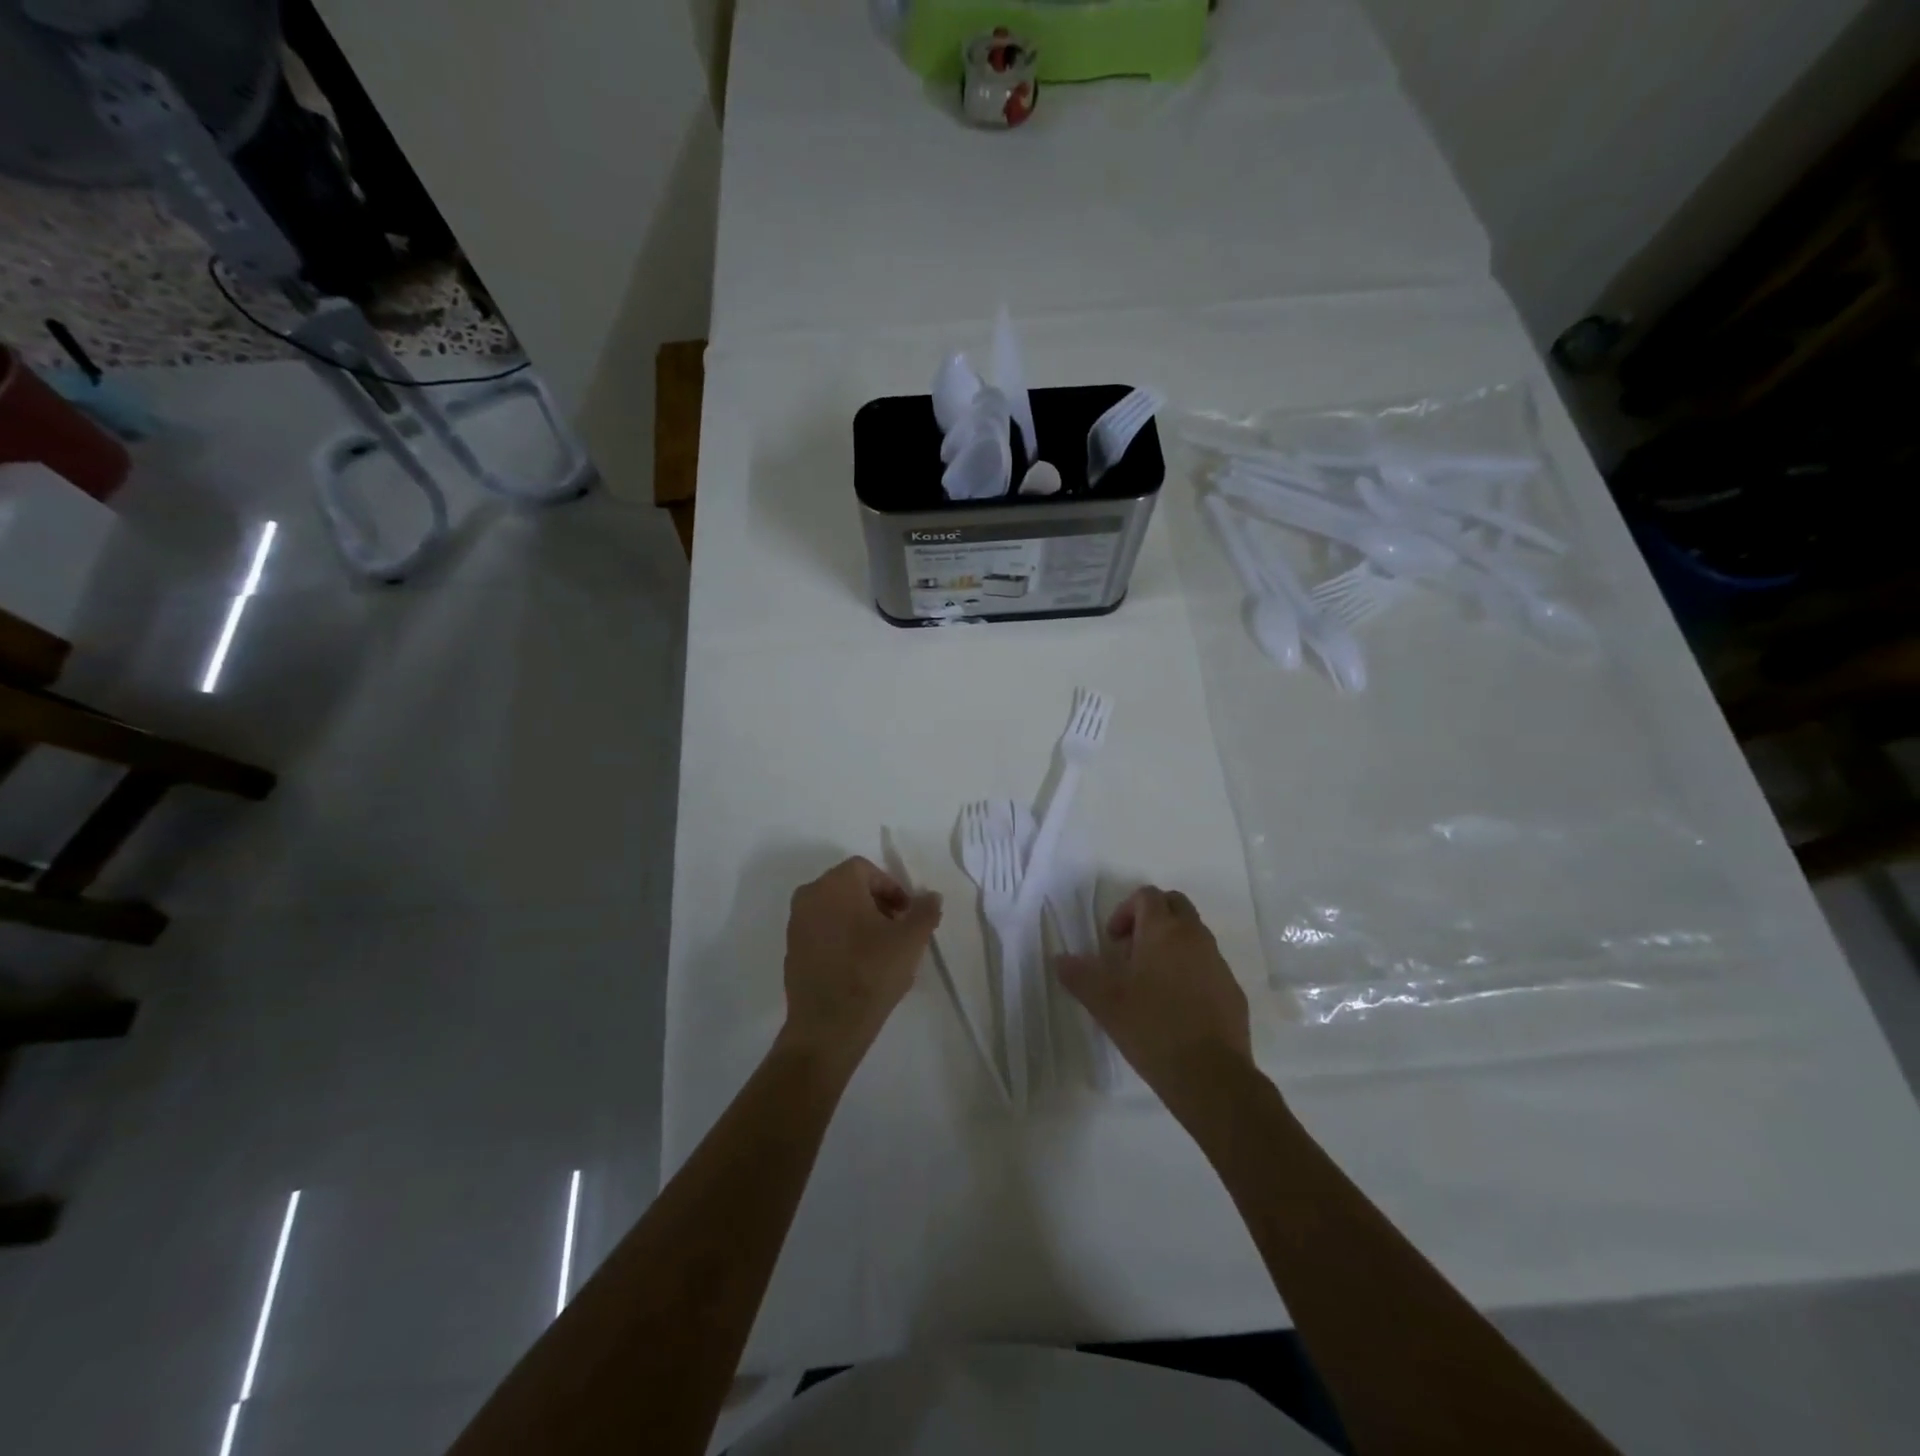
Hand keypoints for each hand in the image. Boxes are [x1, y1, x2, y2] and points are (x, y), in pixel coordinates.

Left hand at [781, 856, 941, 1068]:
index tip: (907, 914)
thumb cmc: (872, 972)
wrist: (828, 1026)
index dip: (892, 888)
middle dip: (876, 903)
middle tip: (897, 929)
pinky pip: (821, 931)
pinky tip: (857, 964)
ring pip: (834, 909)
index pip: (867, 870)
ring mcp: (796, 924)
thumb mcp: (911, 940)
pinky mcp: (791, 950)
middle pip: (848, 887)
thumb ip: (925, 911)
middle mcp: (810, 895)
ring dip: (858, 920)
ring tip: (880, 949)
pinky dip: (840, 937)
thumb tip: (931, 896)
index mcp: (836, 884)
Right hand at [1057, 886, 1251, 1099]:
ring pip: (1193, 935)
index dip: (1124, 910)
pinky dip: (1190, 971)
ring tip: (1149, 983)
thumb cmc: (1152, 1027)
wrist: (1211, 1076)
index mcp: (1164, 930)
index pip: (1146, 895)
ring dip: (1170, 945)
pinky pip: (1208, 965)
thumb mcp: (1105, 1002)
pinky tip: (1175, 1008)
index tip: (1112, 942)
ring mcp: (1218, 963)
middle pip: (1175, 905)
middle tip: (1130, 951)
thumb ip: (1079, 975)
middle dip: (1151, 919)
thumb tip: (1060, 959)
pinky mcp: (1232, 990)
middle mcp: (1195, 937)